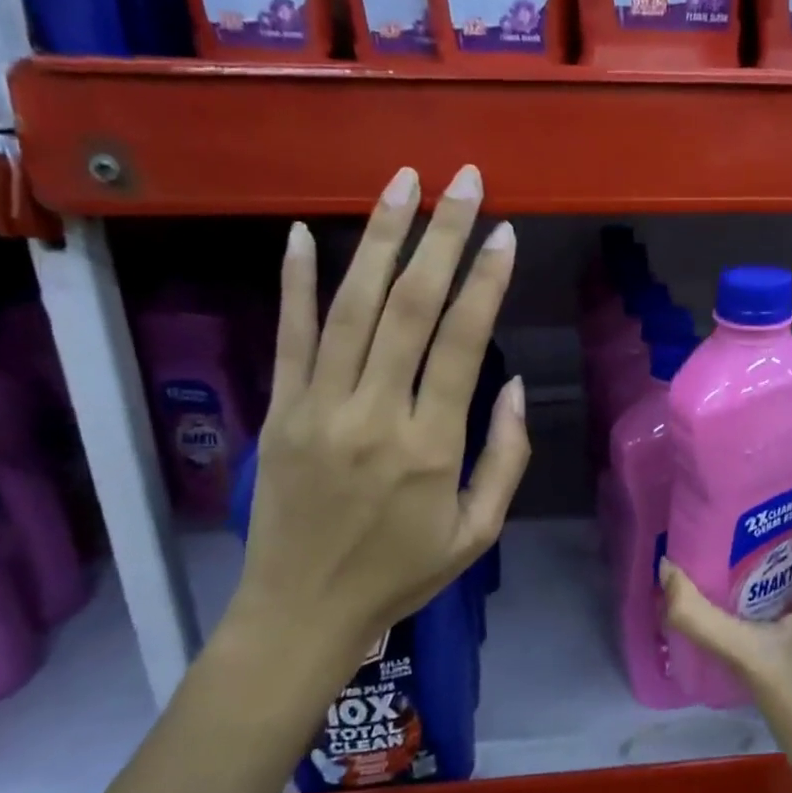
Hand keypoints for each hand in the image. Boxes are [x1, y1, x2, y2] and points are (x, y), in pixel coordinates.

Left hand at [226, 164, 529, 705]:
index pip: (462, 343)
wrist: (302, 611)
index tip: (503, 232)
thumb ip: (505, 458)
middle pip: (410, 308)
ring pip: (351, 307)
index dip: (485, 281)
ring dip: (379, 240)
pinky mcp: (279, 410)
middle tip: (462, 181)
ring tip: (403, 184)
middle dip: (440, 237)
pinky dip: (294, 281)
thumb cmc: (401, 574)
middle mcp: (374, 413)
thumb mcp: (478, 533)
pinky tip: (304, 232)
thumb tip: (512, 385)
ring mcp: (318, 406)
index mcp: (430, 446)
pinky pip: (288, 335)